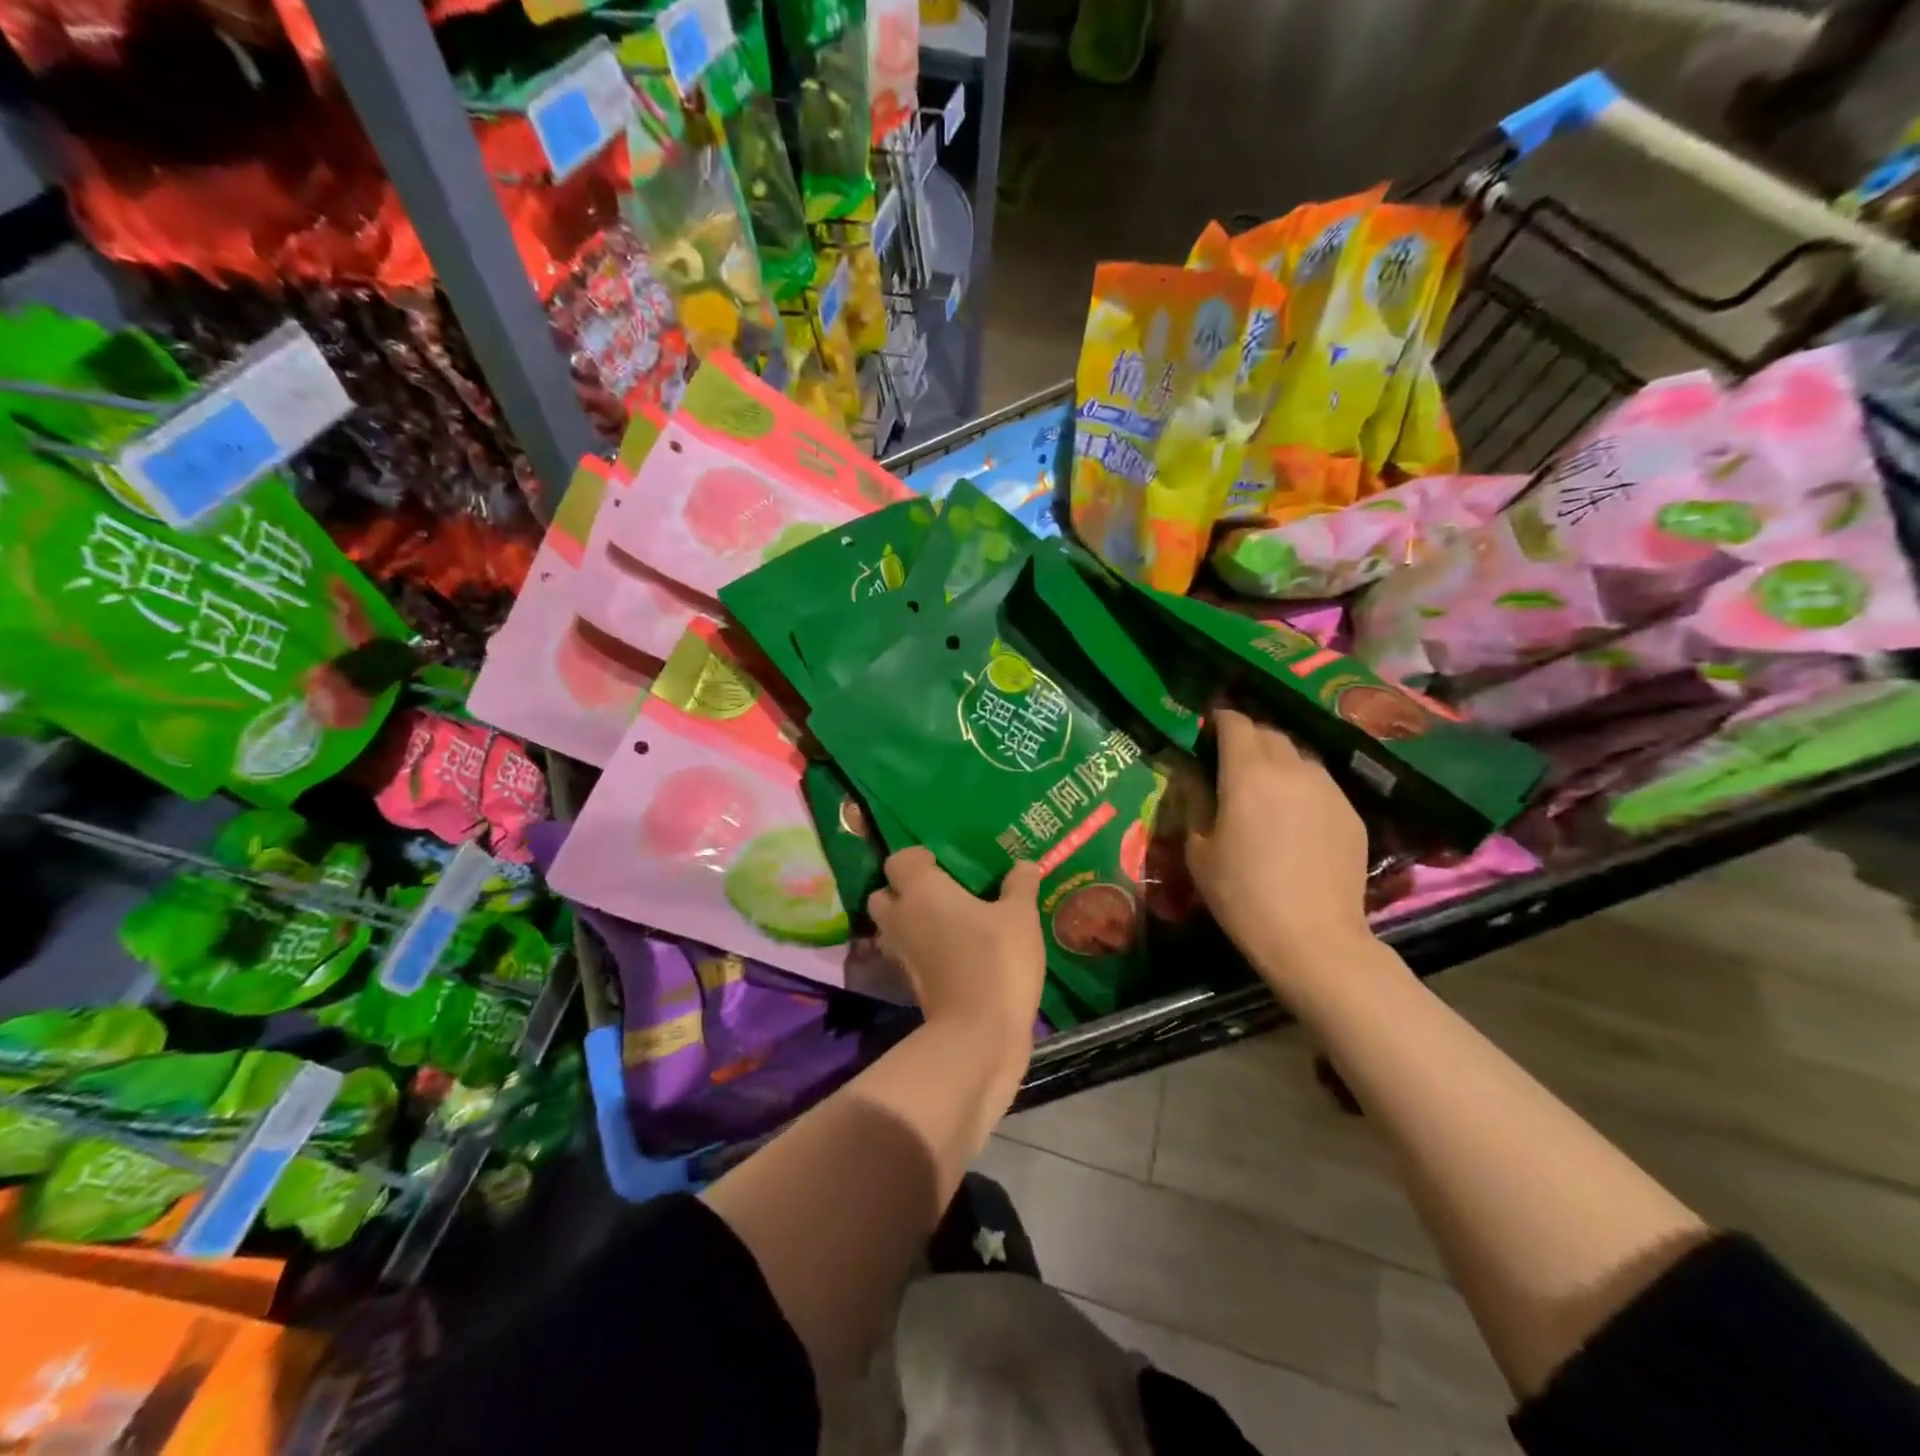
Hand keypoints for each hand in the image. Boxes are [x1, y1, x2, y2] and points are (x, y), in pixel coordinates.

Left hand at [867, 848, 1045, 1054]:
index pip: (898, 860)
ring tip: (946, 922)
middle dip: (903, 891)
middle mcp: (900, 917)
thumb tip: (1025, 864)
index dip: (917, 858)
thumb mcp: (1020, 917)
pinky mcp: (907, 984)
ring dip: (909, 923)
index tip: (941, 862)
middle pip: (883, 895)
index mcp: (920, 890)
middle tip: (939, 892)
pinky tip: (952, 952)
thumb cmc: (996, 960)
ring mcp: (899, 954)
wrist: (978, 1034)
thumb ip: (1020, 886)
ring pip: (891, 928)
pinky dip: (920, 951)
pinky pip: (906, 955)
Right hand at [1186, 708, 1374, 998]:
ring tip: (1265, 790)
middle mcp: (1292, 768)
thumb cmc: (1242, 894)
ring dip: (1278, 762)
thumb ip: (1195, 804)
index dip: (1219, 720)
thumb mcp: (1198, 851)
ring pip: (1300, 757)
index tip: (1208, 731)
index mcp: (1248, 772)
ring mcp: (1328, 789)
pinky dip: (1302, 789)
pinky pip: (1321, 786)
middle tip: (1231, 762)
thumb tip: (1195, 780)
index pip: (1235, 722)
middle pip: (1270, 733)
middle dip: (1248, 738)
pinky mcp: (1351, 813)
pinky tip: (1295, 820)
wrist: (1313, 937)